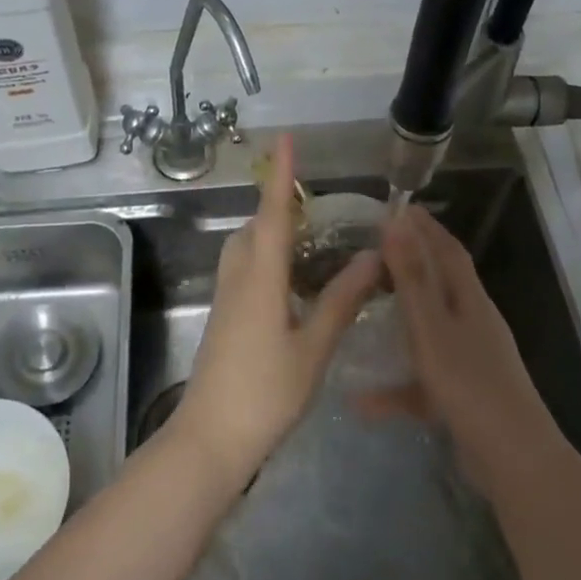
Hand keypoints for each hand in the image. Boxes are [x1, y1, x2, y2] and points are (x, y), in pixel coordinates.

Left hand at [173, 134, 380, 485]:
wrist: (209, 439)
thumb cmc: (265, 394)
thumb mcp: (312, 349)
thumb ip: (341, 301)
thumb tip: (371, 258)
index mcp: (260, 279)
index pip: (272, 215)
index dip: (280, 176)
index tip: (285, 140)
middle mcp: (237, 279)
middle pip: (254, 228)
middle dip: (278, 206)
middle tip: (314, 202)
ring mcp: (226, 300)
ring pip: (245, 249)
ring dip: (270, 232)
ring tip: (308, 237)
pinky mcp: (224, 319)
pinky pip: (244, 271)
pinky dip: (266, 258)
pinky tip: (291, 281)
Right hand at [377, 206, 547, 457]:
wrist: (513, 460)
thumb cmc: (469, 385)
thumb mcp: (432, 327)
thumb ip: (412, 277)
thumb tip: (396, 222)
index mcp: (470, 301)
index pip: (448, 250)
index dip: (425, 227)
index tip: (398, 206)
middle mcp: (473, 324)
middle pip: (441, 283)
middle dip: (413, 262)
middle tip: (375, 249)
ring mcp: (470, 361)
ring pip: (429, 330)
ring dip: (400, 319)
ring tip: (367, 308)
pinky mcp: (462, 396)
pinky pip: (422, 381)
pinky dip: (395, 387)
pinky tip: (361, 401)